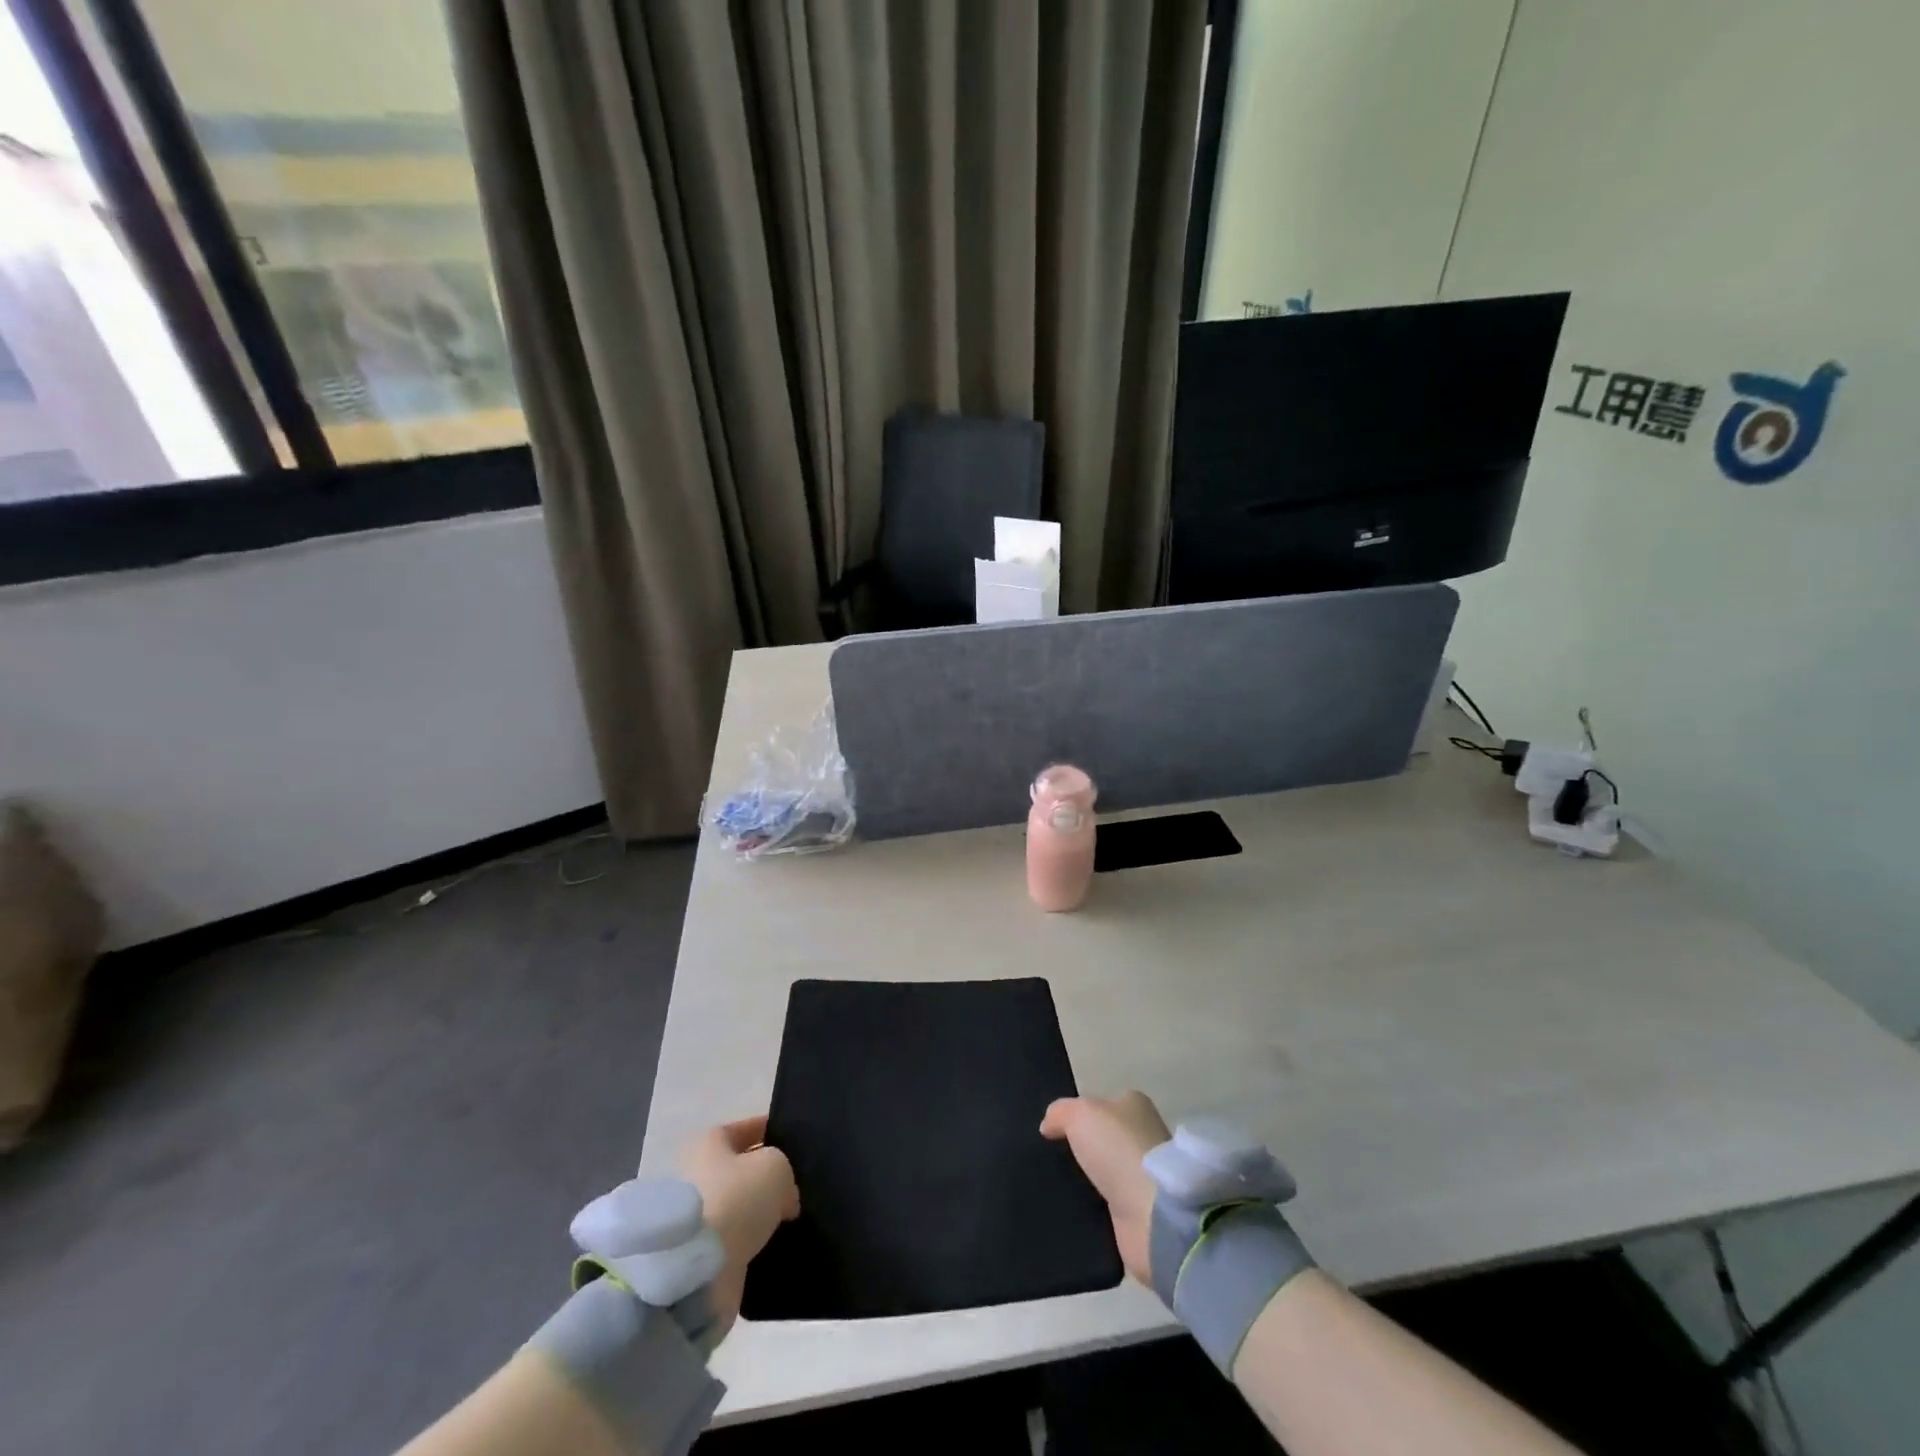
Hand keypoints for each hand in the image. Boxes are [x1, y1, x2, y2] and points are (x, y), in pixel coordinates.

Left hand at [679, 1116, 798, 1337]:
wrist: (697, 1269)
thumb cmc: (736, 1198)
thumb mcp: (775, 1166)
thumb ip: (785, 1172)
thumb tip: (785, 1196)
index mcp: (710, 1142)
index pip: (746, 1129)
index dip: (770, 1131)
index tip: (794, 1140)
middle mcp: (697, 1174)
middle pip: (739, 1170)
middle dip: (764, 1177)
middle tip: (795, 1186)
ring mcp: (696, 1218)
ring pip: (737, 1207)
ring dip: (757, 1213)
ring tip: (789, 1217)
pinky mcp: (697, 1256)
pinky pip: (732, 1241)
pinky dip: (750, 1242)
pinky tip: (773, 1243)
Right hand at [1040, 1090, 1170, 1286]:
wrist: (1152, 1213)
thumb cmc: (1118, 1148)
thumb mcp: (1080, 1114)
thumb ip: (1060, 1113)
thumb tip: (1048, 1125)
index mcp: (1136, 1106)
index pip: (1105, 1105)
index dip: (1082, 1115)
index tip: (1057, 1131)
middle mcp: (1145, 1137)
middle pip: (1106, 1139)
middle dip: (1084, 1150)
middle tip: (1052, 1160)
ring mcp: (1145, 1177)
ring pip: (1107, 1173)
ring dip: (1089, 1182)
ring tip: (1056, 1187)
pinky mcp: (1142, 1213)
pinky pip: (1109, 1206)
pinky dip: (1095, 1209)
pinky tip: (1073, 1210)